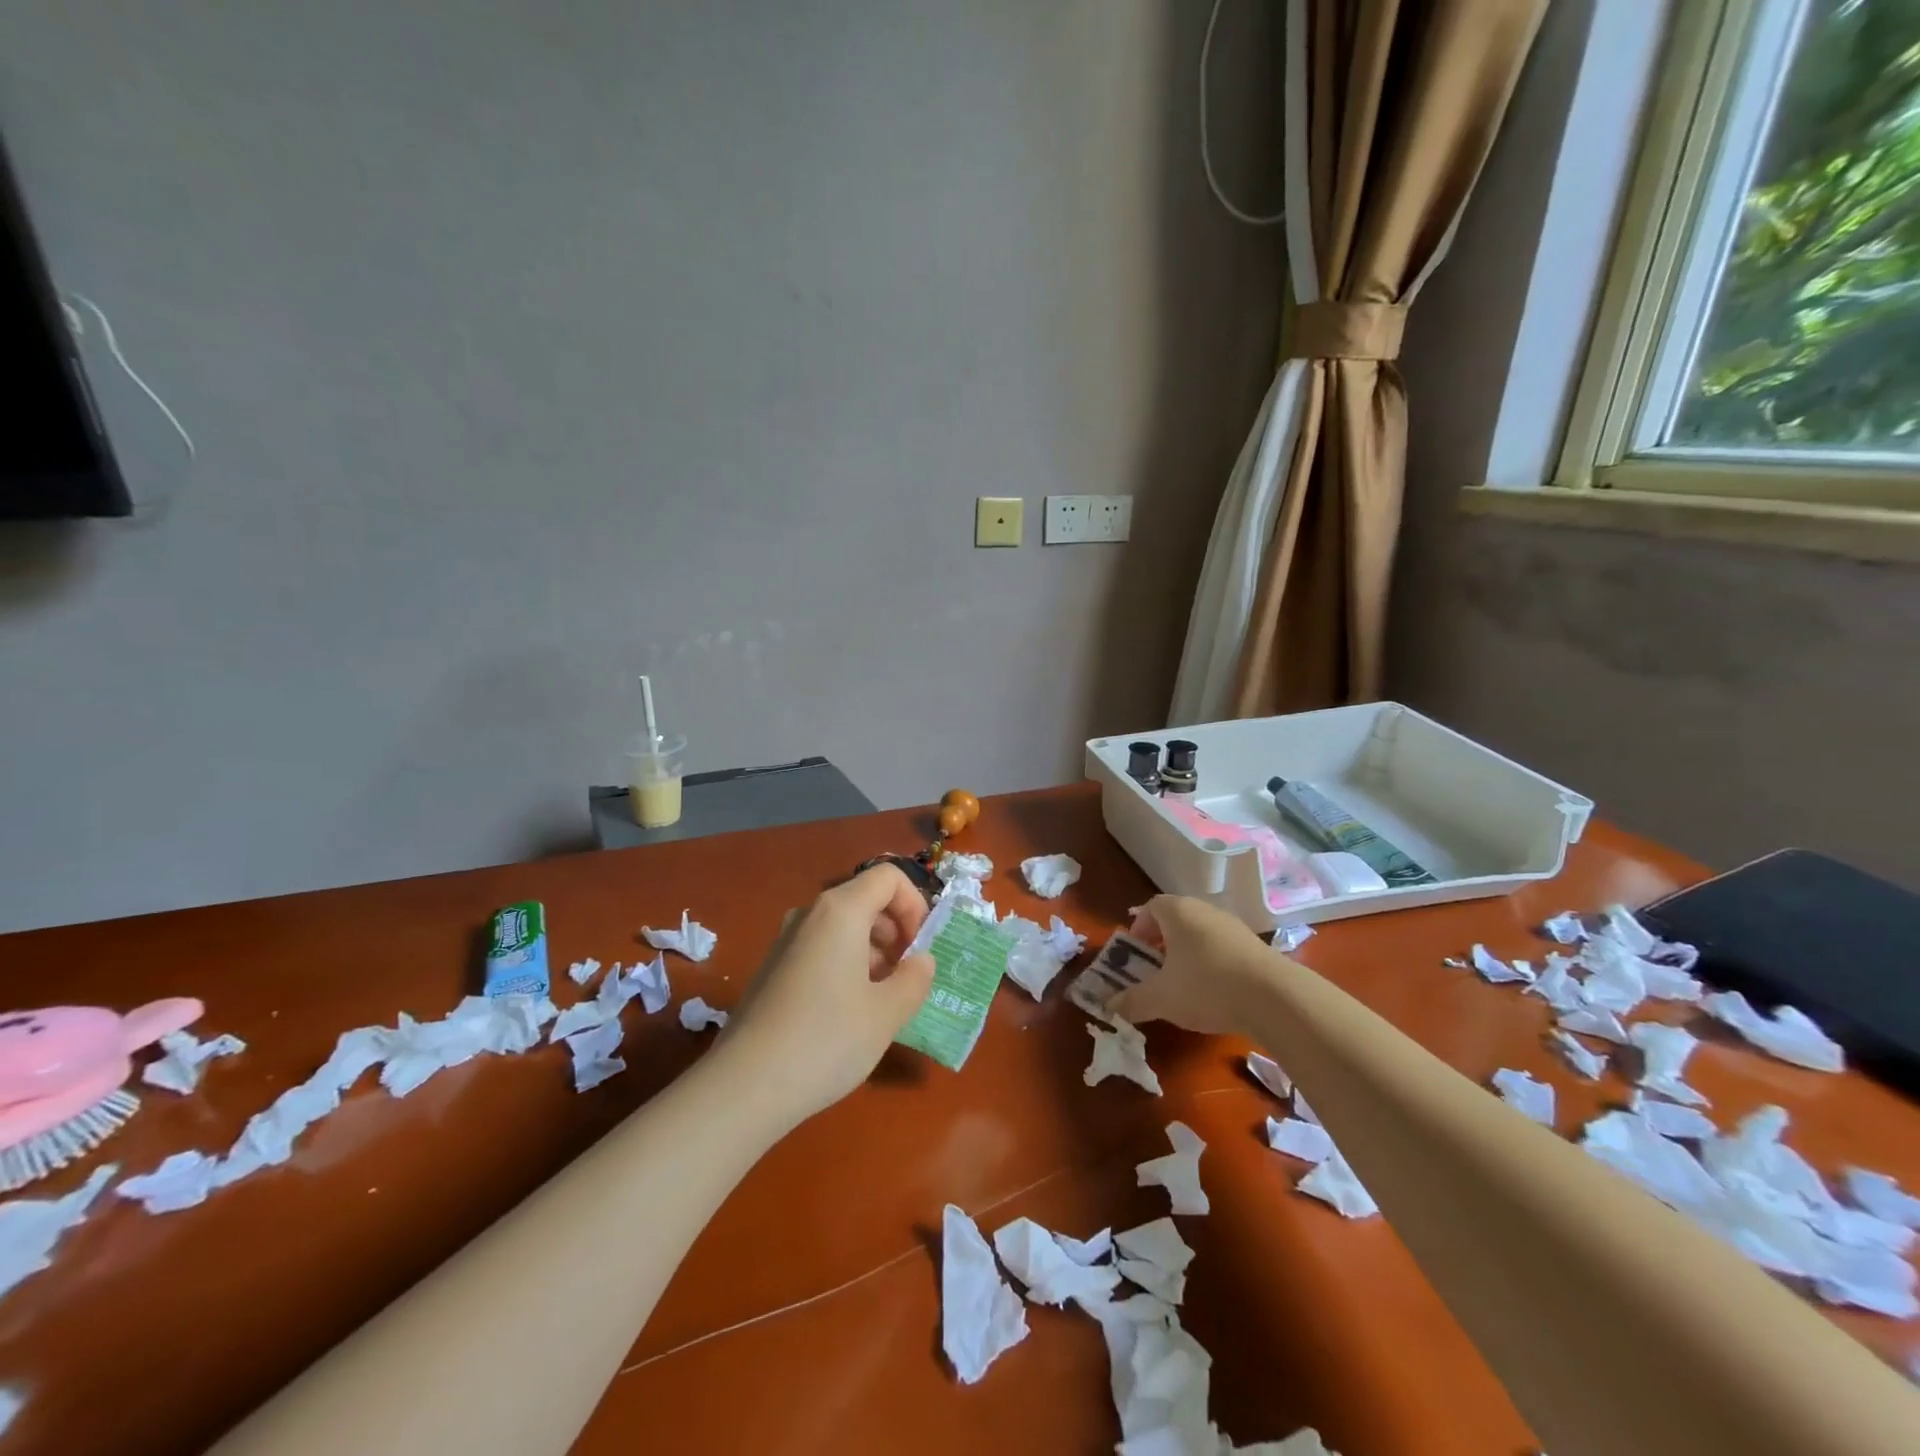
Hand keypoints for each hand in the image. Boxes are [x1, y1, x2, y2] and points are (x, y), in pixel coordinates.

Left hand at [722, 864, 935, 1124]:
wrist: (744, 1087)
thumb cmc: (826, 1040)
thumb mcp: (887, 1013)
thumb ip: (915, 978)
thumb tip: (921, 960)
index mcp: (840, 911)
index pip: (888, 877)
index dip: (915, 904)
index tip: (920, 948)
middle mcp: (809, 914)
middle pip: (865, 899)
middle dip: (895, 930)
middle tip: (905, 976)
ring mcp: (785, 940)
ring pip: (843, 926)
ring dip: (872, 951)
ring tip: (879, 1000)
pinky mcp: (772, 968)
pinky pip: (820, 948)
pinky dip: (845, 964)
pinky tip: (846, 1013)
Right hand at [1110, 894, 1276, 1036]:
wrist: (1275, 997)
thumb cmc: (1206, 986)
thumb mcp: (1161, 998)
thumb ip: (1133, 1001)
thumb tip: (1110, 1006)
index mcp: (1177, 912)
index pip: (1151, 907)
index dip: (1139, 928)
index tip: (1136, 953)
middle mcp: (1205, 910)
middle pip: (1176, 918)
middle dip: (1162, 941)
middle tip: (1156, 968)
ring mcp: (1233, 926)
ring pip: (1201, 932)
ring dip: (1189, 952)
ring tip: (1185, 982)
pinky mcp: (1256, 945)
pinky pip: (1223, 947)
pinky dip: (1213, 962)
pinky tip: (1216, 990)